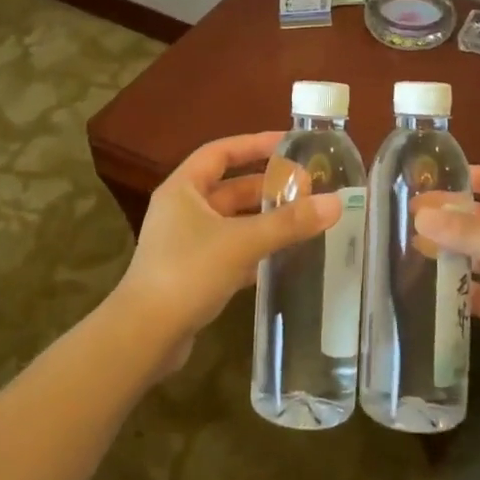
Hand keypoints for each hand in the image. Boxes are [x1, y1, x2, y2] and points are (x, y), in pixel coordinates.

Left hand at [112, 131, 342, 373]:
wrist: (144, 336)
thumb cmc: (187, 273)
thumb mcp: (242, 242)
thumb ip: (288, 223)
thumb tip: (335, 203)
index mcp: (183, 189)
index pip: (221, 152)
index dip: (254, 144)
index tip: (288, 143)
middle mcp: (181, 210)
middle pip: (229, 188)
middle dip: (266, 187)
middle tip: (306, 188)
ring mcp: (185, 243)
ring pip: (231, 222)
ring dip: (263, 220)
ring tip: (302, 219)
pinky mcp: (191, 273)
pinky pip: (229, 251)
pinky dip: (254, 250)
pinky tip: (282, 257)